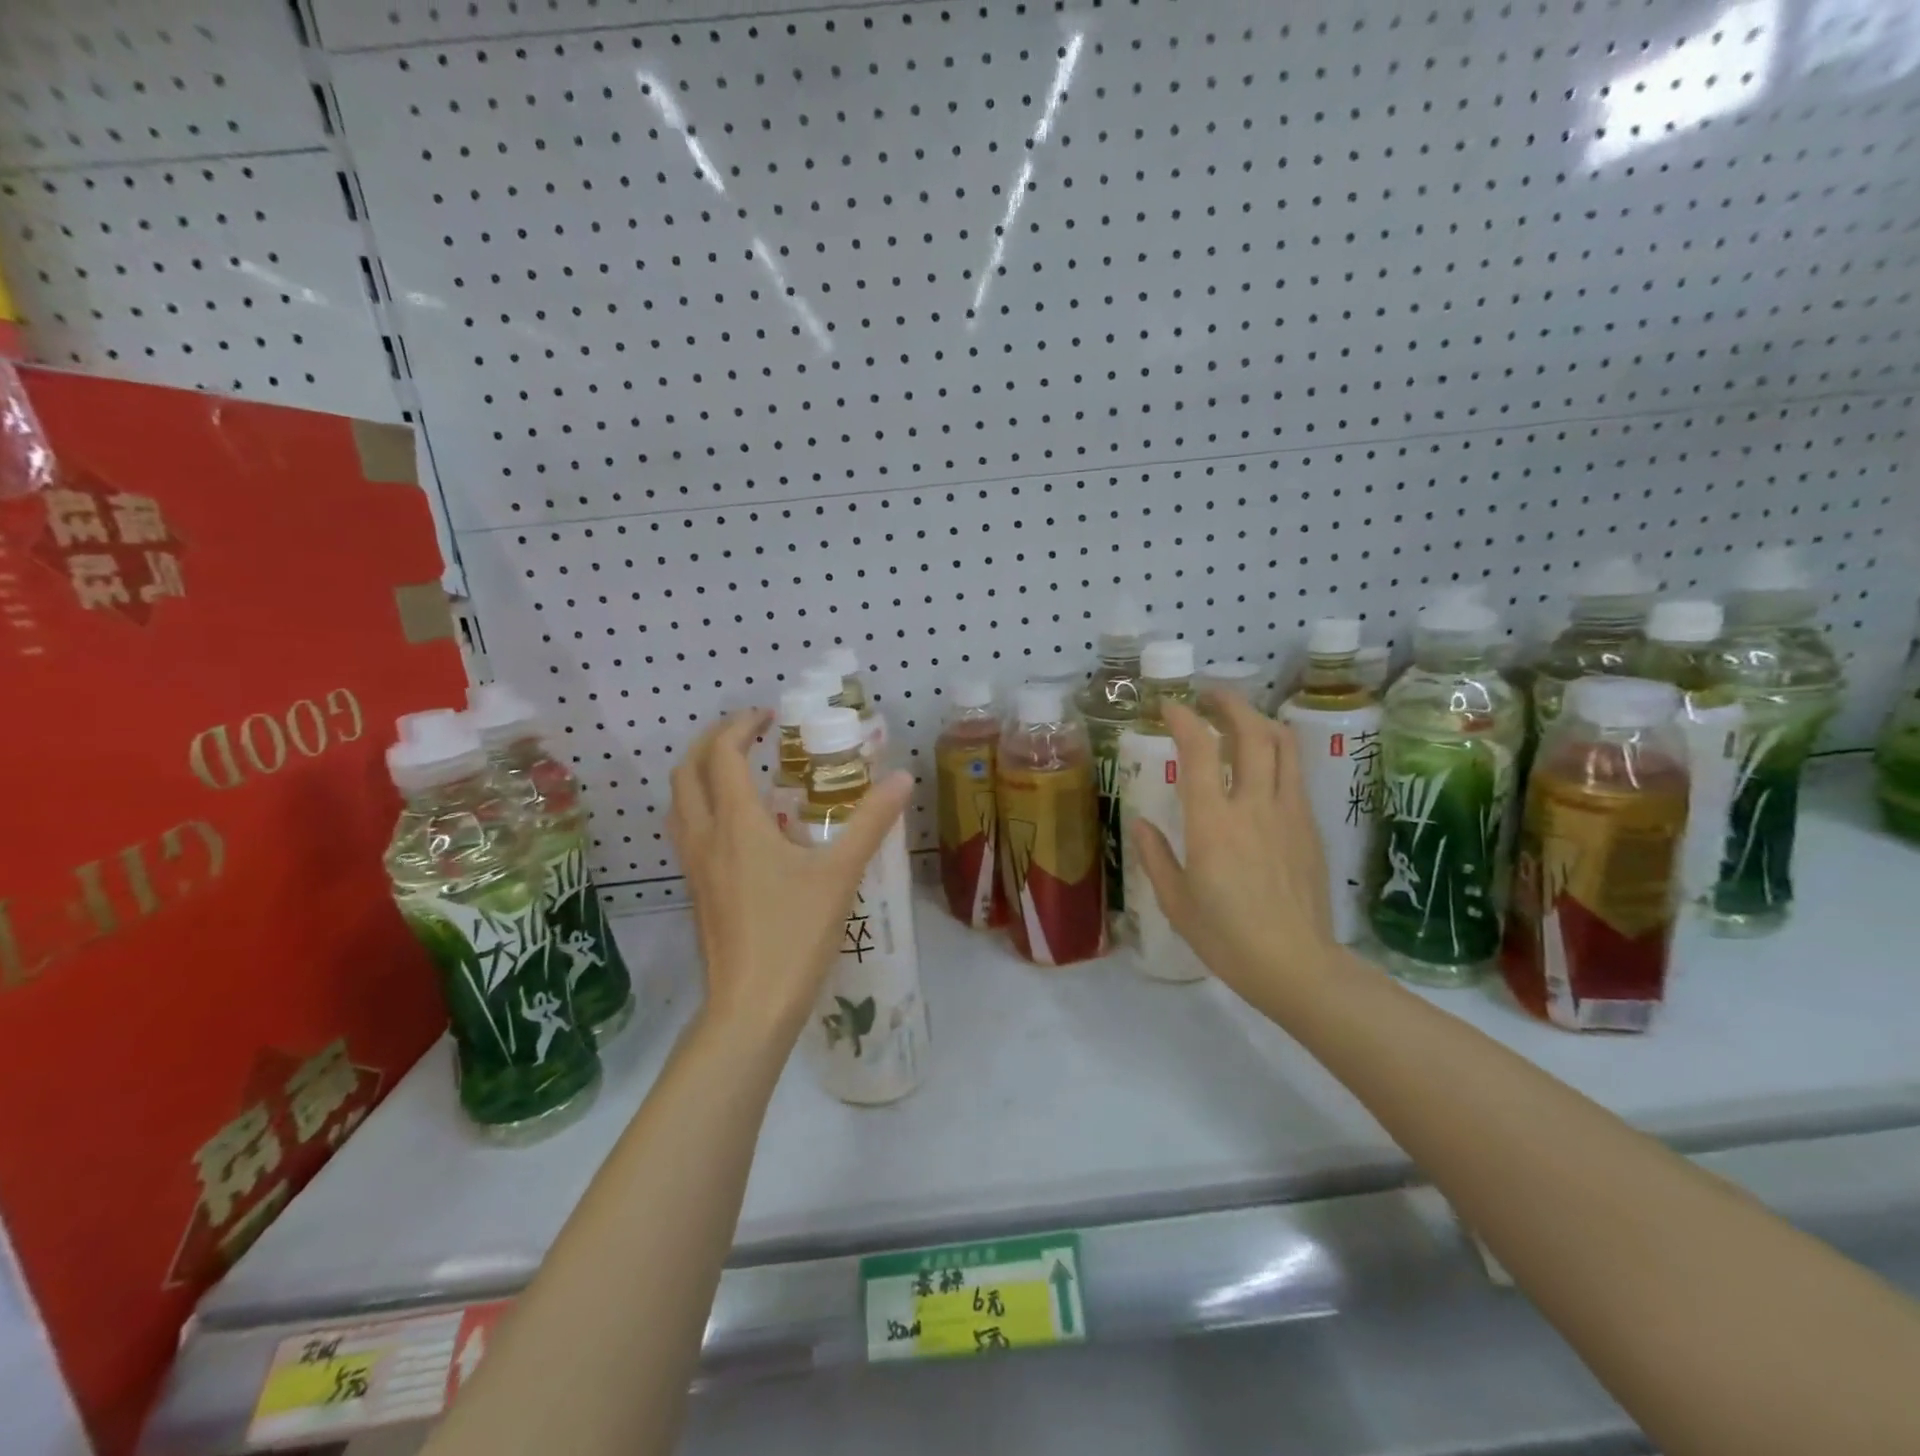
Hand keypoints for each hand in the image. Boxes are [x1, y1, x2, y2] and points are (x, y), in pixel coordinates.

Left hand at [668, 710, 912, 1050]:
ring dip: (699, 774)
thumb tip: (902, 779)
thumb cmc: (794, 935)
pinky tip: (737, 828)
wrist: (750, 1007)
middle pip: (686, 771)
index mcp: (736, 824)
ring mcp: (693, 867)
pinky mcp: (695, 891)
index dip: (739, 725)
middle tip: (747, 734)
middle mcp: (704, 837)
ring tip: (736, 771)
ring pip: (678, 803)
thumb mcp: (840, 874)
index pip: (721, 754)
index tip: (768, 717)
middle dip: (710, 741)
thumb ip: (870, 822)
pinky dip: (701, 807)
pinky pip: (686, 831)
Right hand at [1129, 693, 1341, 1012]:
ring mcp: (1289, 813)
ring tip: (1241, 717)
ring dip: (1260, 719)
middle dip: (1230, 703)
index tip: (1169, 706)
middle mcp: (1254, 805)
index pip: (1200, 750)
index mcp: (1213, 822)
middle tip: (1209, 695)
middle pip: (1252, 732)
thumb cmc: (1226, 937)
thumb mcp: (1175, 901)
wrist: (1297, 965)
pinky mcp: (1310, 827)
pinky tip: (1265, 763)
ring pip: (1284, 745)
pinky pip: (1296, 774)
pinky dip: (1279, 753)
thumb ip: (1156, 856)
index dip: (1183, 719)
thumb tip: (1142, 825)